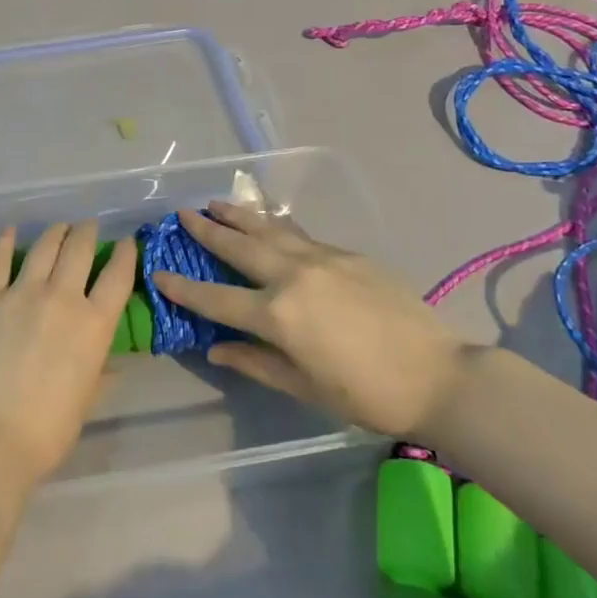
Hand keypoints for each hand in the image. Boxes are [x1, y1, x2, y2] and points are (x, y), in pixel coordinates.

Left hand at [0, 221, 136, 485]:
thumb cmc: (47, 431)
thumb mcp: (86, 401)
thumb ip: (99, 372)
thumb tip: (111, 362)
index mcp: (94, 325)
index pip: (117, 277)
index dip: (125, 255)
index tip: (126, 243)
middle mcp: (62, 298)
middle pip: (79, 250)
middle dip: (88, 233)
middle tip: (89, 227)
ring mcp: (21, 293)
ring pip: (44, 247)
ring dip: (56, 232)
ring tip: (60, 227)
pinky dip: (6, 242)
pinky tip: (11, 232)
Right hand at [153, 202, 466, 438]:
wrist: (438, 374)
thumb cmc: (366, 394)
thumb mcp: (304, 388)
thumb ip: (255, 363)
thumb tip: (215, 349)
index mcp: (278, 315)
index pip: (216, 298)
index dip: (183, 287)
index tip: (158, 272)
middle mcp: (293, 276)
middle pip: (239, 247)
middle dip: (207, 230)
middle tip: (183, 214)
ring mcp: (322, 259)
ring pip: (269, 229)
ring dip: (239, 215)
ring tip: (215, 202)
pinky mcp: (347, 254)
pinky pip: (300, 234)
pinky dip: (275, 226)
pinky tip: (268, 222)